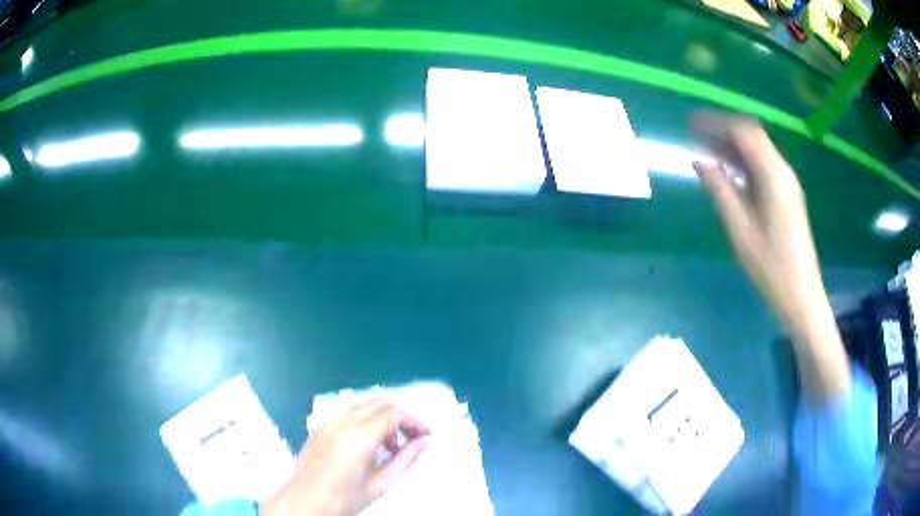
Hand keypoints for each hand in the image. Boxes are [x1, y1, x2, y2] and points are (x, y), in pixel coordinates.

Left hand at [262, 399, 430, 515]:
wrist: (306, 501)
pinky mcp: (319, 424)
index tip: (426, 436)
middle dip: (399, 418)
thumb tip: (428, 441)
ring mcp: (328, 420)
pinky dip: (363, 418)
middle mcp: (343, 421)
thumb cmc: (346, 498)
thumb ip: (406, 458)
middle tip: (407, 443)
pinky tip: (364, 442)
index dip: (415, 422)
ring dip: (381, 416)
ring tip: (385, 445)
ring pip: (363, 403)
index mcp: (360, 436)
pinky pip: (346, 410)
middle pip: (380, 403)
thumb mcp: (381, 483)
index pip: (395, 414)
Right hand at [693, 115, 849, 400]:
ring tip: (706, 151)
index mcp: (773, 175)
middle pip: (752, 135)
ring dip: (733, 145)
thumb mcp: (739, 229)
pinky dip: (743, 161)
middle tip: (696, 135)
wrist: (801, 294)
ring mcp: (787, 183)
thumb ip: (719, 189)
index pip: (743, 132)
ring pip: (758, 149)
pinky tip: (729, 172)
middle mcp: (783, 171)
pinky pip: (763, 166)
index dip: (716, 123)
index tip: (691, 124)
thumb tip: (699, 160)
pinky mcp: (787, 195)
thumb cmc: (770, 266)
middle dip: (723, 130)